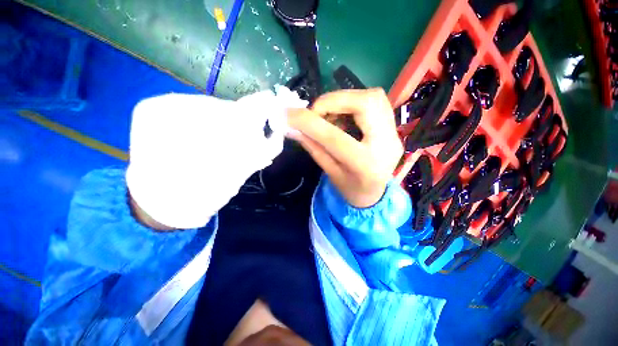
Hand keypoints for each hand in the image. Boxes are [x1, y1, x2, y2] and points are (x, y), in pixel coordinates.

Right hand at [287, 88, 402, 207]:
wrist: (375, 194)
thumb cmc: (350, 189)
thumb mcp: (329, 171)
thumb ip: (312, 147)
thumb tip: (292, 126)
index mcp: (365, 165)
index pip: (334, 137)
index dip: (309, 122)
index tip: (289, 114)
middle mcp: (386, 144)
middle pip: (365, 103)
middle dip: (333, 100)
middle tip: (316, 112)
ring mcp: (393, 134)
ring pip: (372, 97)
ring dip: (343, 100)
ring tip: (329, 115)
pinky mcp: (393, 128)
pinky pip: (375, 101)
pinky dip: (352, 103)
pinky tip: (343, 117)